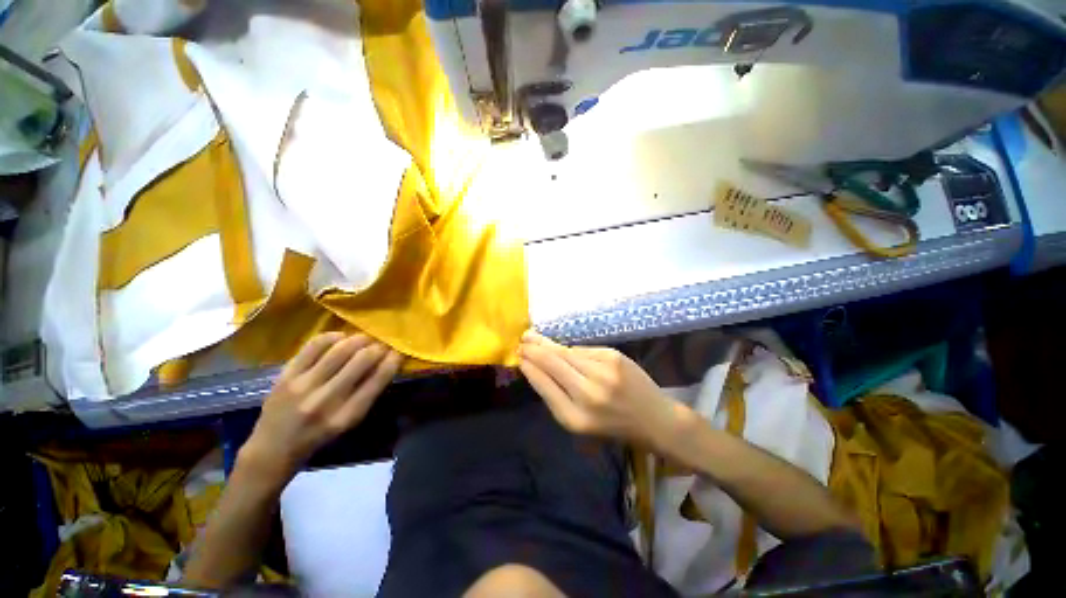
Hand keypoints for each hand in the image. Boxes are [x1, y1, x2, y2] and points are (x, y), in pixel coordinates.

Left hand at [238, 332, 402, 486]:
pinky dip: (332, 337)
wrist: (272, 449)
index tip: (398, 352)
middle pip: (361, 360)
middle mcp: (325, 400)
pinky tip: (340, 338)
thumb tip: (387, 362)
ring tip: (364, 339)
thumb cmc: (319, 436)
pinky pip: (314, 345)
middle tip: (381, 344)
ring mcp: (303, 386)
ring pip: (340, 349)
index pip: (377, 380)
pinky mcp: (286, 375)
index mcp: (346, 416)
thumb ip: (368, 393)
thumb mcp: (349, 422)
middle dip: (378, 347)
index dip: (392, 361)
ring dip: (359, 339)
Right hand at [518, 331, 684, 447]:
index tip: (519, 356)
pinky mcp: (614, 356)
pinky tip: (562, 348)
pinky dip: (571, 350)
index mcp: (575, 417)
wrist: (655, 419)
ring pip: (566, 352)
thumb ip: (557, 396)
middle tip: (522, 340)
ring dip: (548, 345)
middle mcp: (588, 394)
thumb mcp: (580, 423)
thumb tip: (536, 367)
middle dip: (534, 350)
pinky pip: (583, 350)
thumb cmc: (614, 427)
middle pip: (552, 363)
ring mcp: (603, 372)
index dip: (529, 367)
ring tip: (532, 337)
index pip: (543, 384)